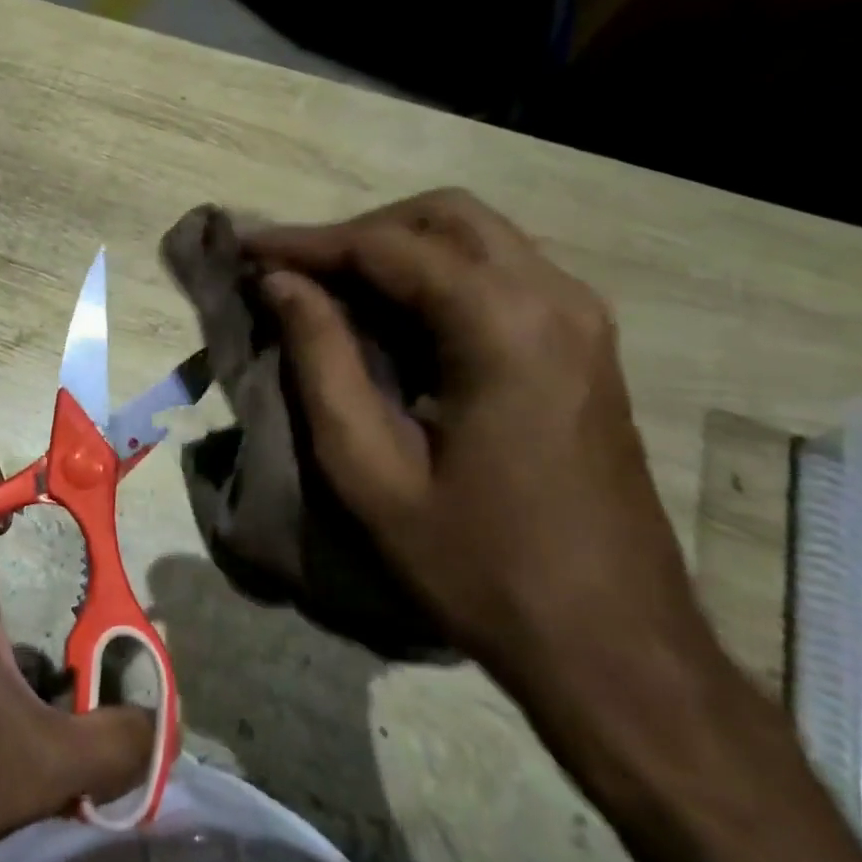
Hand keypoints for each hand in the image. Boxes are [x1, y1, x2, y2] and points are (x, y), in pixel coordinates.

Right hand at [245, 189, 705, 691]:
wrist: (615, 646)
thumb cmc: (480, 565)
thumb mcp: (371, 470)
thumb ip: (321, 360)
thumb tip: (281, 284)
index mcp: (504, 326)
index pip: (387, 246)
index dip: (307, 242)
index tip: (247, 250)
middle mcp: (555, 298)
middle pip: (443, 216)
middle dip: (358, 233)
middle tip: (295, 273)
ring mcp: (581, 318)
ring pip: (474, 237)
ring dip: (396, 249)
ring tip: (330, 291)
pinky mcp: (585, 344)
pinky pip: (499, 273)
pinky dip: (434, 275)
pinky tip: (392, 319)